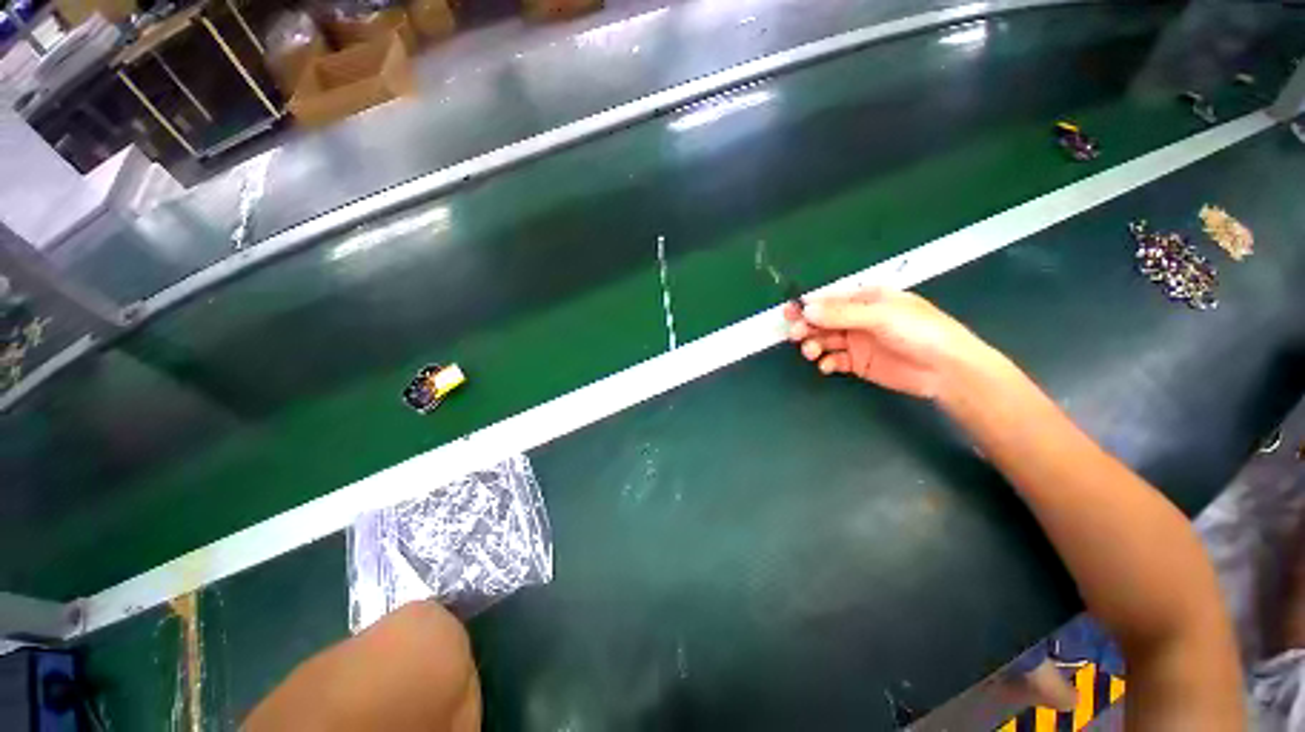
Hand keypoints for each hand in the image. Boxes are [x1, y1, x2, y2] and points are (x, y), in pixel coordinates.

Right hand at [784, 287, 997, 400]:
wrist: (947, 370)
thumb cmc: (919, 332)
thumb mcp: (881, 316)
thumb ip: (842, 314)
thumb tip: (807, 310)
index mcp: (866, 299)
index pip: (830, 299)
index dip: (808, 305)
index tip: (789, 313)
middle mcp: (858, 318)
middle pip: (823, 320)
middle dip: (807, 326)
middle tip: (796, 335)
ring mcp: (857, 341)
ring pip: (825, 340)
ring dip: (813, 345)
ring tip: (811, 353)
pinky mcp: (858, 363)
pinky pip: (834, 360)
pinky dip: (826, 362)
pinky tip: (827, 366)